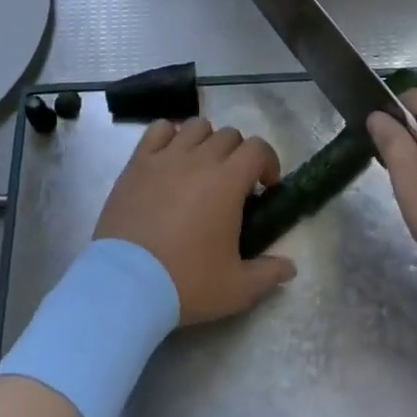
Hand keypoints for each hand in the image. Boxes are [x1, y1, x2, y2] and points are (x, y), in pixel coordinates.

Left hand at [94, 118, 296, 324]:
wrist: (126, 284)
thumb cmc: (186, 282)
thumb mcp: (236, 289)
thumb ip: (268, 274)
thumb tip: (290, 267)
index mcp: (227, 181)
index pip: (258, 148)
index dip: (268, 162)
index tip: (265, 187)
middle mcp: (199, 158)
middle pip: (229, 135)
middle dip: (238, 154)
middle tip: (233, 184)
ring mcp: (166, 157)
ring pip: (196, 126)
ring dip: (206, 141)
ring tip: (201, 168)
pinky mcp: (138, 162)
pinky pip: (158, 129)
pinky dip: (170, 135)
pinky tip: (170, 157)